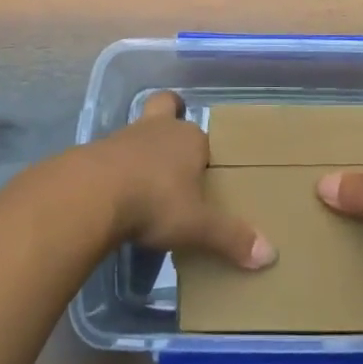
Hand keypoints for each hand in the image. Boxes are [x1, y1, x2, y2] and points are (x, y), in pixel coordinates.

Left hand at [89, 91, 275, 269]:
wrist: (92, 193)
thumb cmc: (154, 201)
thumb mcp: (197, 225)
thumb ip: (230, 238)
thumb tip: (270, 255)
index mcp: (189, 139)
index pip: (202, 136)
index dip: (202, 151)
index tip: (203, 173)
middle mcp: (159, 129)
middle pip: (164, 108)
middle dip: (169, 118)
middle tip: (172, 148)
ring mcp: (124, 136)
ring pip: (138, 131)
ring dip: (141, 149)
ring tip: (145, 182)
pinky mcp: (96, 151)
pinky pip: (112, 154)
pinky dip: (117, 168)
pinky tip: (116, 194)